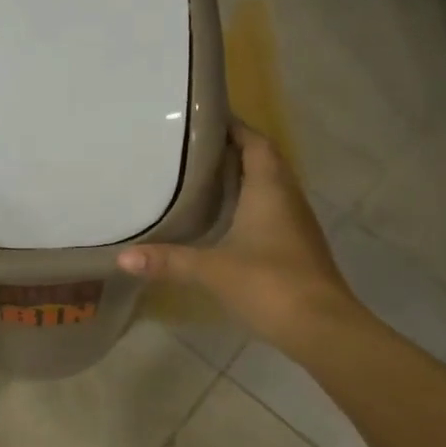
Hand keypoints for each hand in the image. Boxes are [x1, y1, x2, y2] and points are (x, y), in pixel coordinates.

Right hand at [117, 123, 361, 351]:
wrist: (322, 327)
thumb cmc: (269, 284)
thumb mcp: (212, 270)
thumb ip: (168, 261)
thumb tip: (122, 258)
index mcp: (270, 188)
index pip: (255, 141)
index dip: (233, 126)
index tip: (202, 119)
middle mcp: (287, 197)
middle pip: (263, 160)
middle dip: (233, 150)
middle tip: (193, 148)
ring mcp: (297, 223)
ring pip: (270, 186)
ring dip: (243, 177)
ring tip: (204, 177)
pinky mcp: (298, 247)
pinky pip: (273, 211)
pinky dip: (250, 205)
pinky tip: (226, 219)